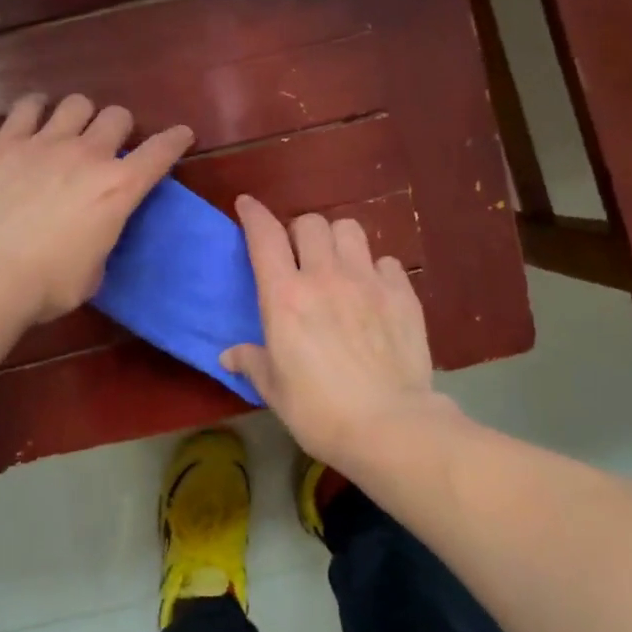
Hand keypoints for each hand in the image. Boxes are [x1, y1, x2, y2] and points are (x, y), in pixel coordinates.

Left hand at [0, 94, 193, 323]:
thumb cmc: (47, 284)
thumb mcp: (93, 273)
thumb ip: (100, 243)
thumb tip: (91, 237)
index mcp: (119, 189)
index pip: (160, 152)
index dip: (175, 140)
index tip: (181, 135)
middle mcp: (89, 155)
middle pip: (118, 116)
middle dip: (120, 128)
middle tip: (109, 146)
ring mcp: (46, 143)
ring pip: (77, 103)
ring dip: (81, 115)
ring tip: (71, 130)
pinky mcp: (7, 142)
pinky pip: (27, 106)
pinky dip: (36, 108)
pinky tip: (33, 118)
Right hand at [220, 196, 458, 470]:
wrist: (389, 426)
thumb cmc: (319, 411)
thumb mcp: (275, 390)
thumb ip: (252, 363)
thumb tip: (229, 357)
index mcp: (285, 296)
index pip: (264, 236)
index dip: (253, 214)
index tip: (247, 205)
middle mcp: (325, 276)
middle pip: (310, 223)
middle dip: (300, 231)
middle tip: (300, 255)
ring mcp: (368, 281)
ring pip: (350, 229)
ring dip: (338, 239)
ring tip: (338, 263)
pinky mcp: (402, 294)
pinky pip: (386, 261)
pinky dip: (375, 268)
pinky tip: (374, 290)